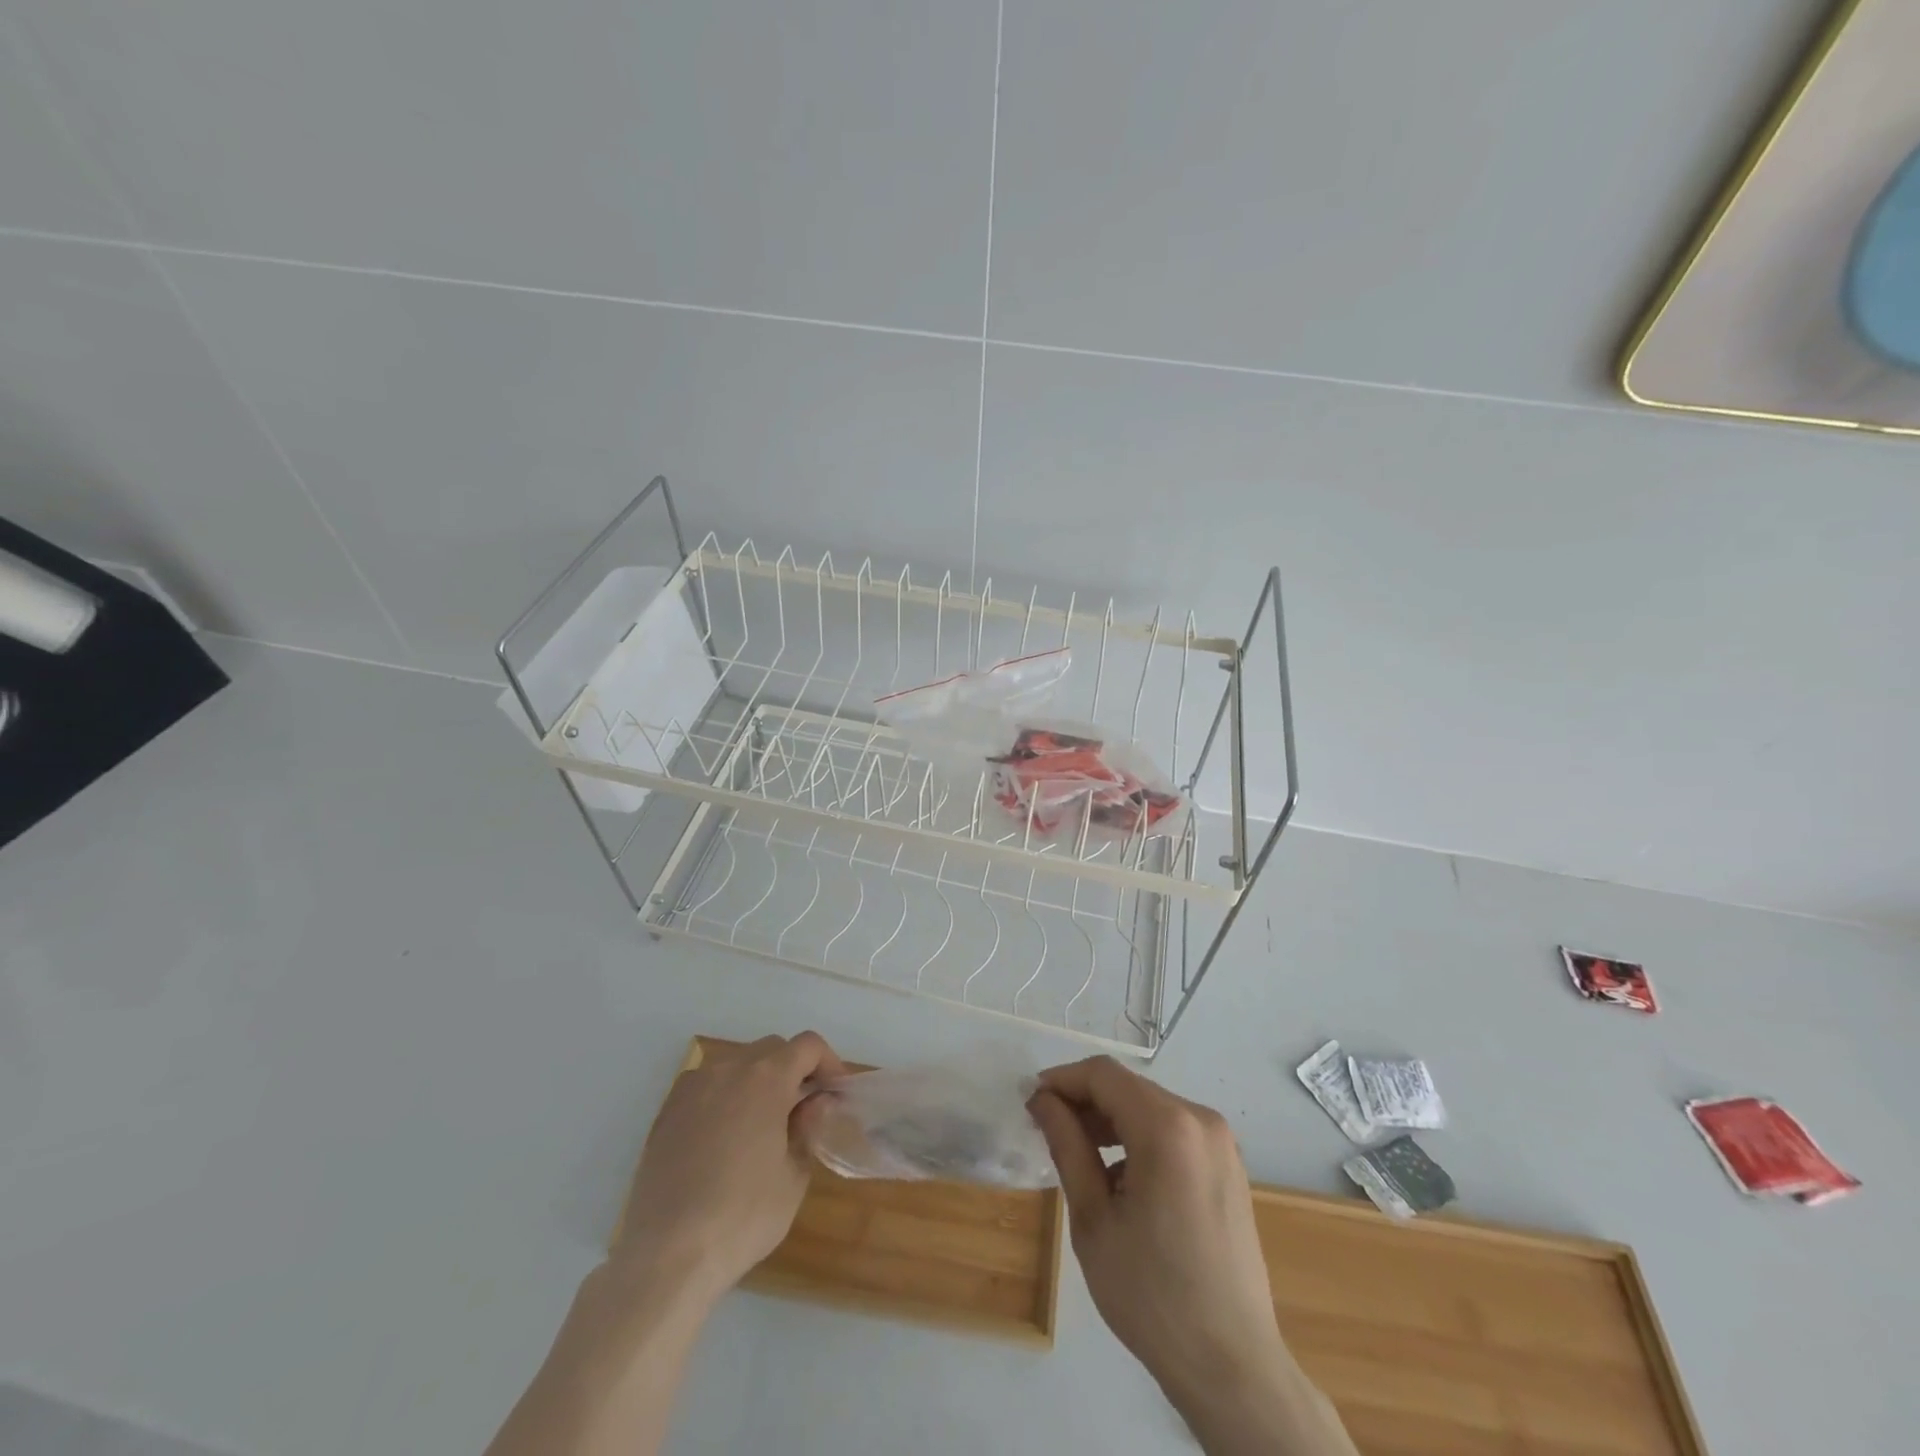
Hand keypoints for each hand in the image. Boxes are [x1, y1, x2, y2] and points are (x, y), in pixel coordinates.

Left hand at [614, 1032, 845, 1300]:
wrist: (666, 1256)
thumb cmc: (742, 1217)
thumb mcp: (794, 1177)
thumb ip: (808, 1128)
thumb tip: (813, 1104)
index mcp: (766, 1078)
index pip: (808, 1045)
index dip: (829, 1063)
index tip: (835, 1094)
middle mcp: (728, 1069)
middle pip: (772, 1049)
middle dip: (793, 1071)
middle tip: (803, 1110)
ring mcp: (692, 1088)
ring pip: (736, 1065)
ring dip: (758, 1082)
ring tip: (763, 1126)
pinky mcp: (666, 1112)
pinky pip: (707, 1087)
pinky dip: (725, 1098)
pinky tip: (725, 1141)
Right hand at [1030, 1057, 1355, 1455]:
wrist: (1231, 1365)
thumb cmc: (1151, 1294)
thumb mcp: (1093, 1218)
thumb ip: (1067, 1145)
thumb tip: (1043, 1100)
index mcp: (1168, 1127)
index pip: (1104, 1075)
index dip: (1062, 1080)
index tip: (1031, 1102)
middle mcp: (1201, 1120)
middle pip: (1128, 1088)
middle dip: (1084, 1101)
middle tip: (1047, 1130)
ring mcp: (1221, 1142)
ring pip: (1150, 1107)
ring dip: (1110, 1119)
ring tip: (1077, 1153)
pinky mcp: (1228, 1165)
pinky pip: (1173, 1131)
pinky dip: (1139, 1138)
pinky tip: (1120, 1178)